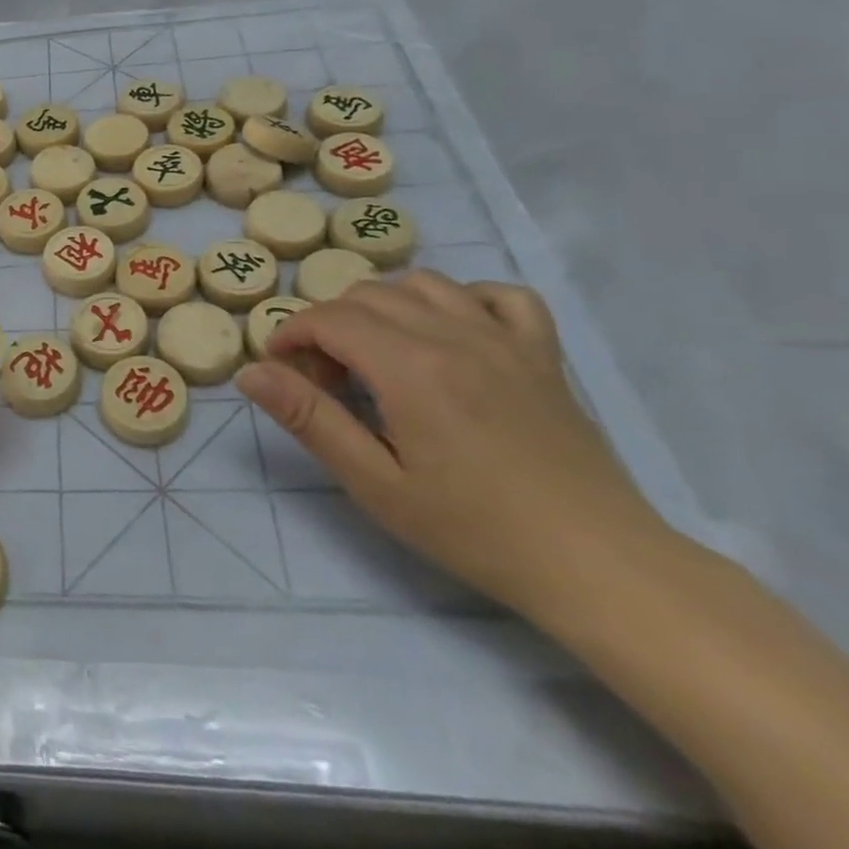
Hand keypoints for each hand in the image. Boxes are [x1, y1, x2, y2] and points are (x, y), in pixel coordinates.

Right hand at [236, 271, 671, 622]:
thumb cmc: (474, 530)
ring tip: (378, 355)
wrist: (597, 565)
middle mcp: (456, 337)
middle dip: (329, 326)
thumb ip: (310, 418)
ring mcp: (506, 340)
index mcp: (411, 369)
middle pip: (368, 295)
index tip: (281, 370)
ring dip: (384, 307)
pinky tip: (450, 334)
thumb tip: (251, 373)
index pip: (329, 318)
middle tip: (326, 379)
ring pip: (423, 284)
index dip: (291, 334)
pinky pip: (499, 295)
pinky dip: (462, 299)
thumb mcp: (375, 483)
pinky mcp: (543, 354)